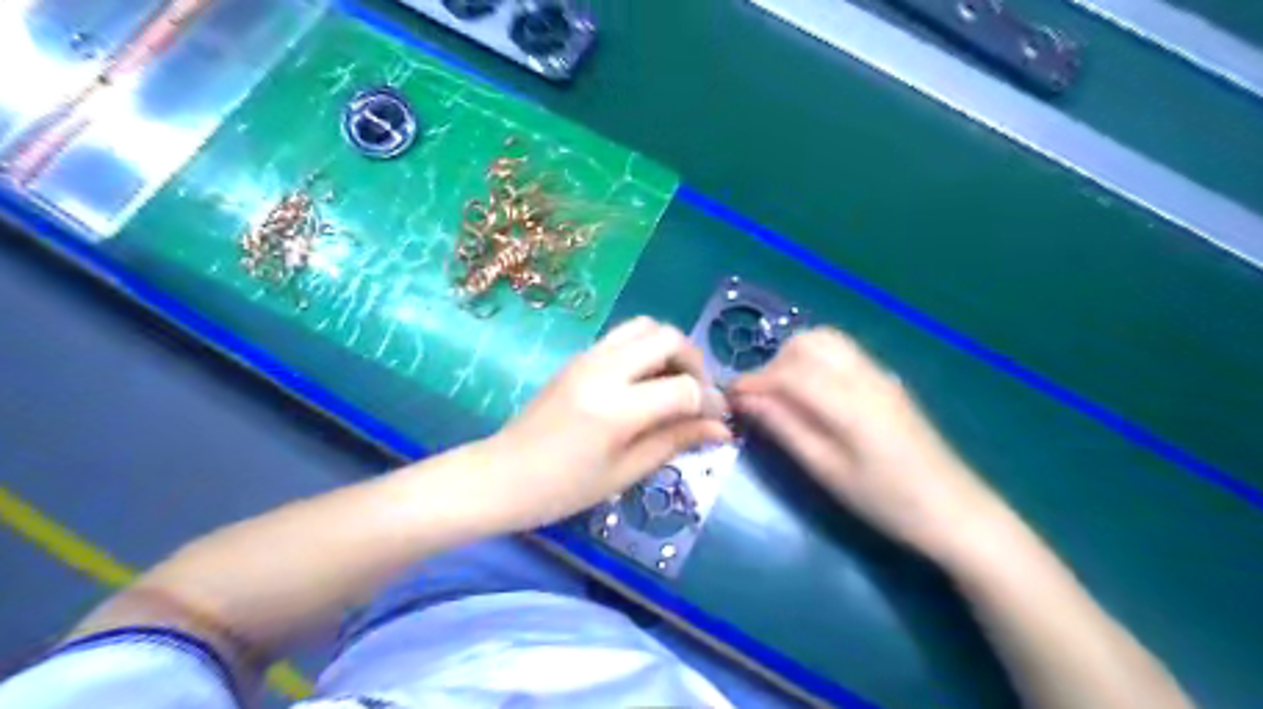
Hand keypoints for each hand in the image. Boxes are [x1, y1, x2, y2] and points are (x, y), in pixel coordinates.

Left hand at [483, 317, 731, 531]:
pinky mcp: (579, 357)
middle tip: (699, 395)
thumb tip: (721, 429)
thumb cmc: (563, 489)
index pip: (683, 387)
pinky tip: (646, 383)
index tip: (718, 420)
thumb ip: (675, 441)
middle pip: (668, 337)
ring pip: (645, 326)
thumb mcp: (625, 472)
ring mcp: (588, 357)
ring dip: (670, 349)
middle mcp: (603, 370)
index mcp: (616, 408)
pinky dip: (646, 350)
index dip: (709, 402)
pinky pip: (623, 337)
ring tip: (674, 384)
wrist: (501, 476)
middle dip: (694, 362)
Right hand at [732, 327, 1006, 563]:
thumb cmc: (887, 501)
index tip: (728, 398)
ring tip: (783, 395)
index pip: (788, 373)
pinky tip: (812, 393)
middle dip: (773, 364)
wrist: (956, 511)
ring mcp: (879, 374)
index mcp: (848, 401)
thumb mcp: (827, 471)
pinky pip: (843, 352)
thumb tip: (744, 400)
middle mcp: (864, 375)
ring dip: (794, 358)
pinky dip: (816, 360)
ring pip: (826, 340)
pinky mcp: (887, 381)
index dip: (752, 381)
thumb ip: (784, 429)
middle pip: (807, 343)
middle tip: (760, 400)